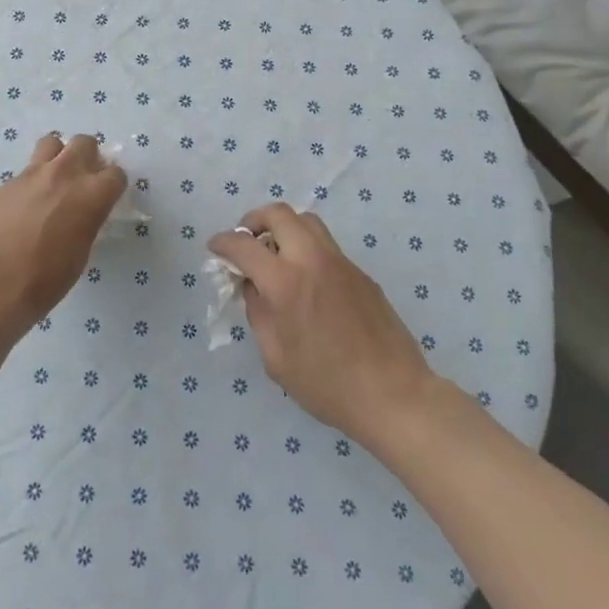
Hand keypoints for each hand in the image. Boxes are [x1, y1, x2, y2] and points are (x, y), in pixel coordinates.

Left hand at [0, 134, 125, 335]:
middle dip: (88, 156)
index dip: (112, 185)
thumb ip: (88, 218)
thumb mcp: (83, 248)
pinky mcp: (8, 182)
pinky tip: (23, 206)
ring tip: (53, 180)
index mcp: (92, 193)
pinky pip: (25, 172)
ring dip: (58, 156)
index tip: (106, 196)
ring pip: (52, 142)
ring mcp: (33, 173)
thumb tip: (84, 211)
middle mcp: (66, 173)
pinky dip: (31, 183)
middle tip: (82, 179)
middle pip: (85, 142)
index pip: (116, 173)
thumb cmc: (49, 276)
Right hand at [210, 204, 434, 447]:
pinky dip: (306, 248)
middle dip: (255, 220)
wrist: (394, 395)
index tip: (215, 247)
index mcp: (285, 283)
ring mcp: (341, 262)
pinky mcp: (361, 273)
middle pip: (279, 213)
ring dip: (283, 228)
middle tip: (247, 241)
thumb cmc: (327, 385)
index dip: (223, 243)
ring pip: (307, 221)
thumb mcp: (276, 358)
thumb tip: (253, 286)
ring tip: (275, 255)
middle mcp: (312, 260)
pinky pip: (326, 246)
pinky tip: (306, 281)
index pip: (244, 245)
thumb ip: (258, 313)